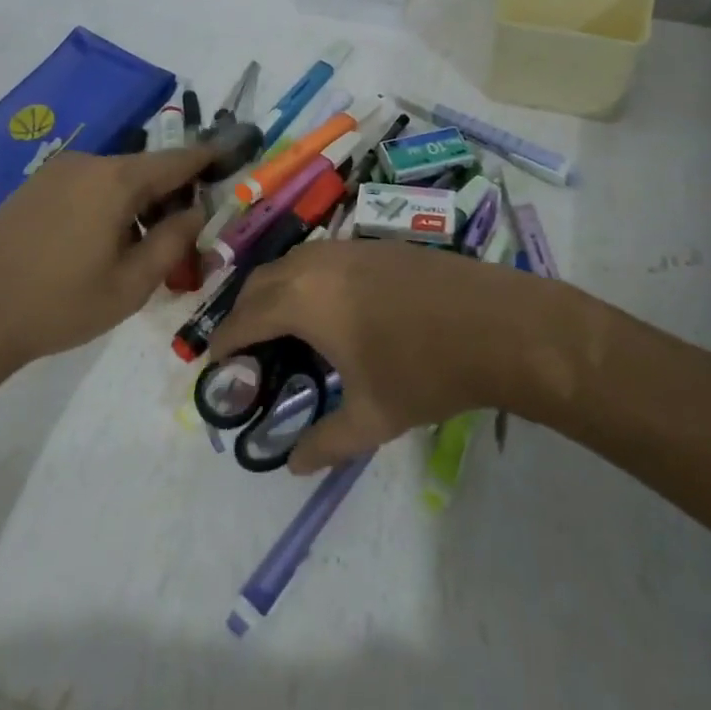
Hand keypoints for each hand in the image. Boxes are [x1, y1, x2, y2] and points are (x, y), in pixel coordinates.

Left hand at [0, 146, 214, 383]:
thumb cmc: (59, 303)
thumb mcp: (131, 284)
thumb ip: (173, 242)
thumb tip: (196, 212)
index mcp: (116, 179)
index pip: (177, 160)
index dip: (208, 159)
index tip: (231, 158)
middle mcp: (87, 163)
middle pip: (145, 170)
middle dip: (170, 195)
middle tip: (182, 236)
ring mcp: (54, 173)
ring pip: (114, 180)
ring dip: (136, 204)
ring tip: (138, 250)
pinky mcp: (32, 189)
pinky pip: (85, 187)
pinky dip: (106, 206)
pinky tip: (97, 246)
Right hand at [209, 238, 567, 473]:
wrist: (496, 323)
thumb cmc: (425, 370)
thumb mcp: (372, 417)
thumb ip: (326, 442)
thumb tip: (294, 464)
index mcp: (304, 300)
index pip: (246, 317)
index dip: (225, 340)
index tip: (214, 361)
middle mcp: (317, 263)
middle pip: (261, 281)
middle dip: (244, 311)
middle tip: (245, 347)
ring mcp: (350, 247)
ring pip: (292, 262)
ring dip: (275, 290)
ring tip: (282, 326)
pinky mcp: (377, 244)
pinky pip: (322, 257)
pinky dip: (306, 278)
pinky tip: (329, 306)